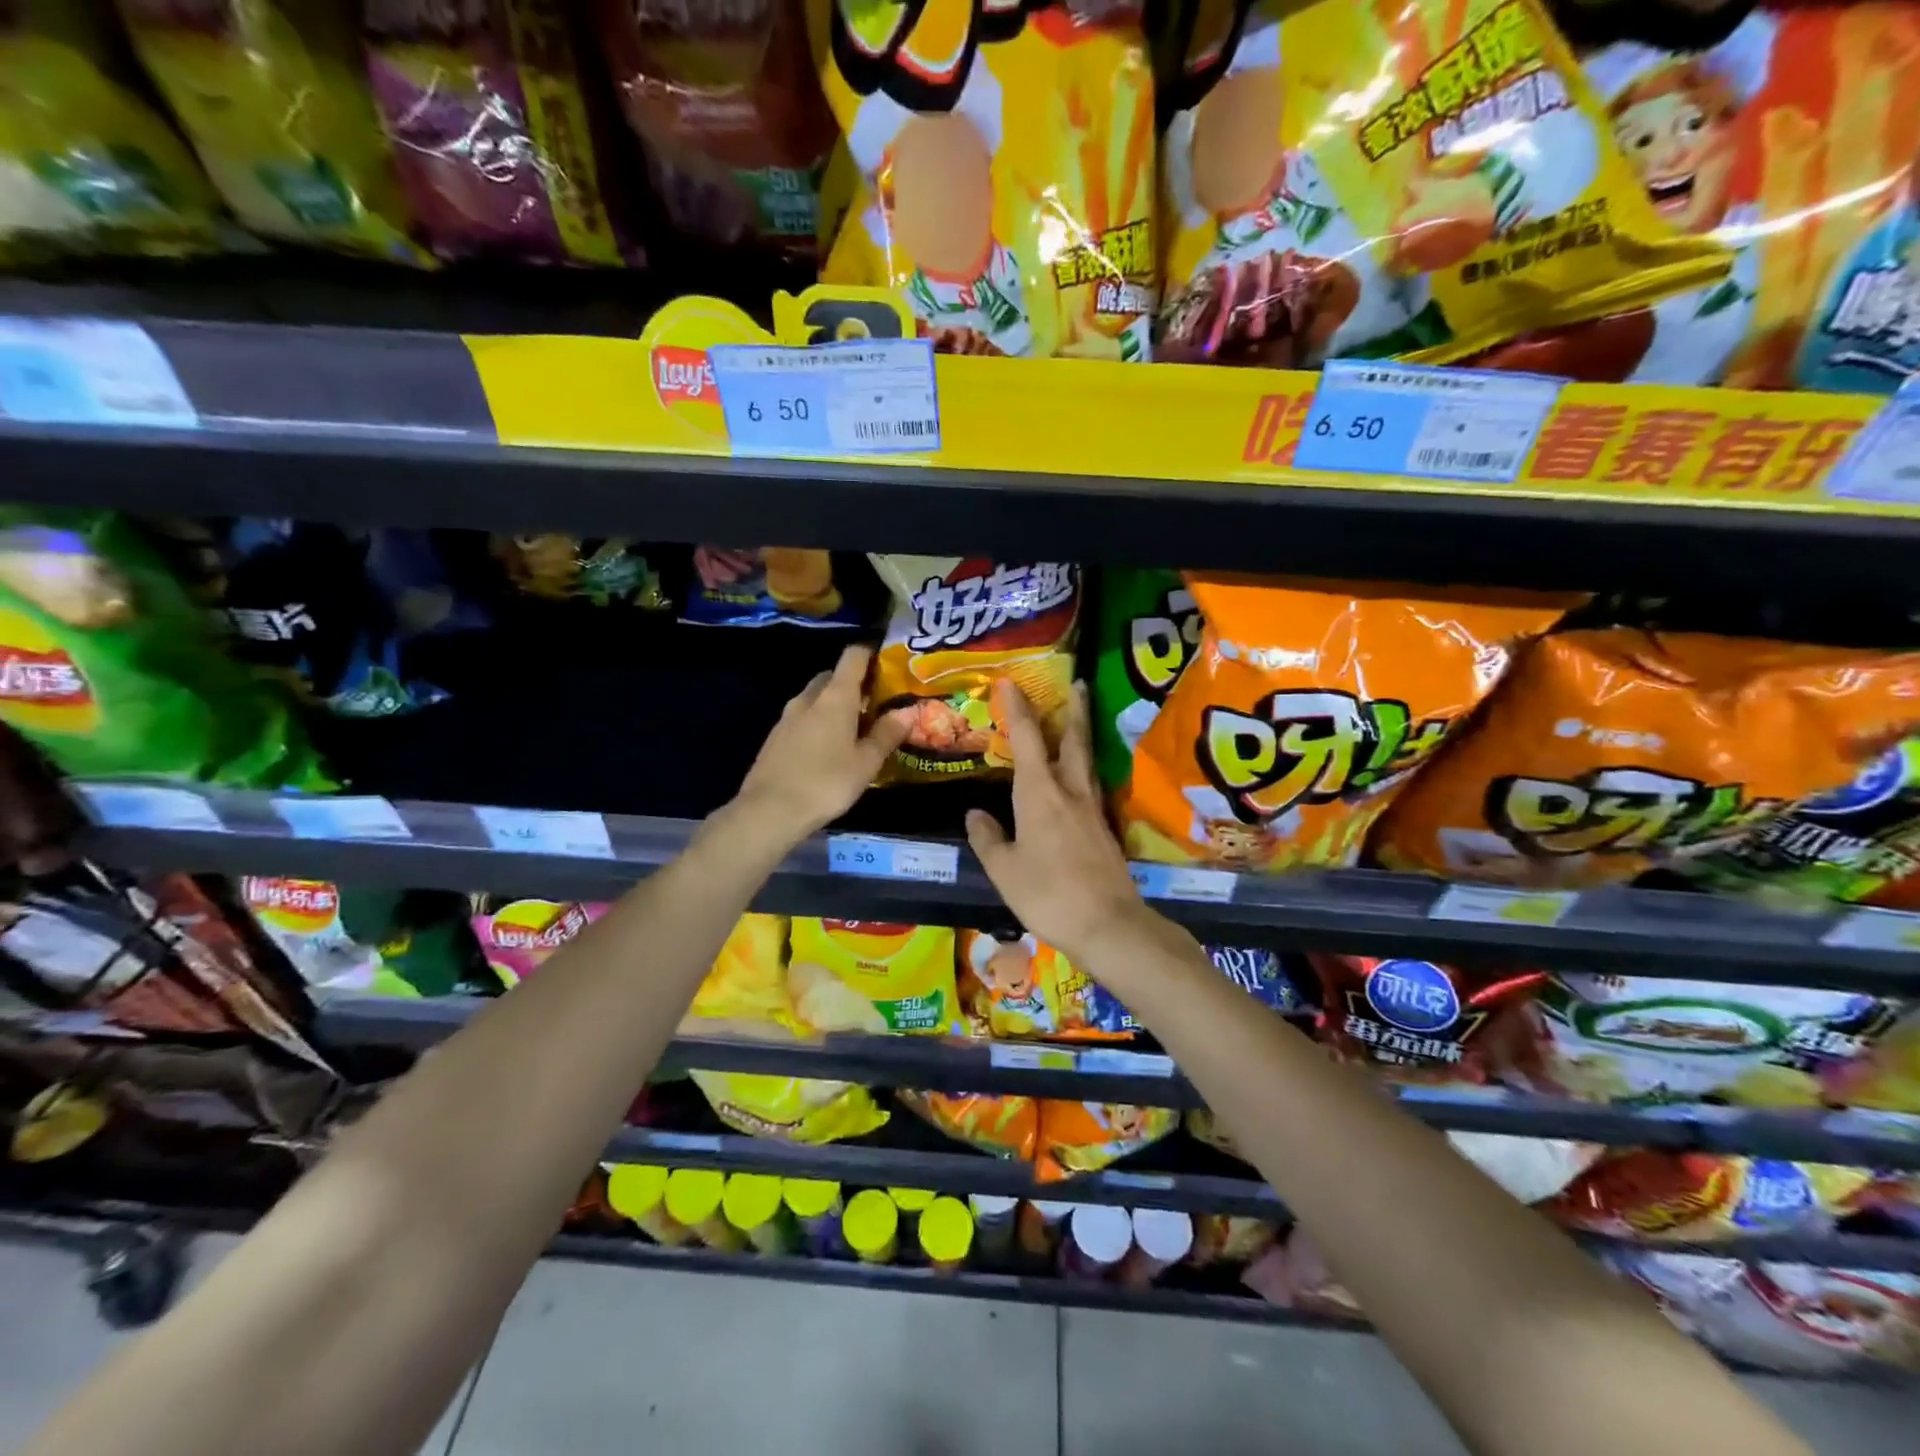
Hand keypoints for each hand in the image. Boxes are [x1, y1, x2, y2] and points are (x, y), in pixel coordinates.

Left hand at [733, 645, 911, 843]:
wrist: (769, 810)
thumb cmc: (827, 782)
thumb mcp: (866, 762)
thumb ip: (887, 734)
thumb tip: (907, 711)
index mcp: (835, 696)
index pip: (853, 657)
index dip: (870, 653)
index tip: (887, 662)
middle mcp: (808, 698)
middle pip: (832, 676)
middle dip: (852, 683)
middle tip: (874, 703)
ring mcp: (787, 717)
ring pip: (815, 698)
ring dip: (834, 704)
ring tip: (855, 727)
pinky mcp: (775, 737)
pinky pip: (802, 718)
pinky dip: (818, 722)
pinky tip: (828, 747)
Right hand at [964, 680, 1152, 963]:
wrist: (1108, 924)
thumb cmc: (1047, 894)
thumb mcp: (1004, 869)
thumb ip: (988, 838)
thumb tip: (975, 814)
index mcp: (1040, 793)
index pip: (1028, 739)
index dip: (1019, 709)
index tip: (1011, 683)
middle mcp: (1070, 791)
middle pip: (1074, 740)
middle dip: (1073, 709)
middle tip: (1077, 683)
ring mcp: (1092, 809)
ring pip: (1087, 760)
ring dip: (1082, 734)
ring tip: (1078, 720)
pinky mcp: (1104, 829)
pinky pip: (1091, 785)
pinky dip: (1084, 768)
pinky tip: (1079, 777)